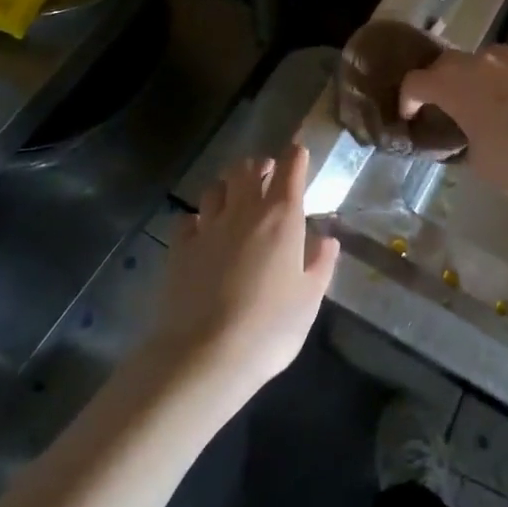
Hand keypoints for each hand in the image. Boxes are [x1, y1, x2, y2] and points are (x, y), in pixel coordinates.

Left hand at [146, 145, 338, 400]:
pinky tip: (203, 231)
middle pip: (248, 169)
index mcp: (282, 218)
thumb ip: (320, 263)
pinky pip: (189, 218)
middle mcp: (244, 211)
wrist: (206, 355)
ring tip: (235, 198)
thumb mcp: (309, 299)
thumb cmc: (271, 328)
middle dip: (260, 166)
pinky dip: (198, 218)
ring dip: (228, 186)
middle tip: (267, 175)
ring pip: (216, 187)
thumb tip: (327, 239)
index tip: (298, 151)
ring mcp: (208, 227)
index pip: (290, 170)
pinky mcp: (180, 247)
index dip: (295, 156)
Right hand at [399, 40, 507, 201]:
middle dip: (441, 81)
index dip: (408, 99)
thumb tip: (470, 140)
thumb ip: (466, 145)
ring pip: (486, 57)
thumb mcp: (480, 165)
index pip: (416, 82)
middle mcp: (480, 62)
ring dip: (480, 74)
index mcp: (454, 86)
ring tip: (489, 97)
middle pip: (447, 62)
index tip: (411, 116)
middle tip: (447, 105)